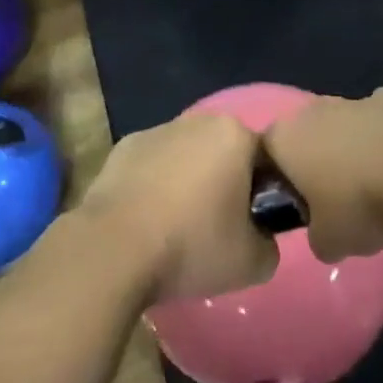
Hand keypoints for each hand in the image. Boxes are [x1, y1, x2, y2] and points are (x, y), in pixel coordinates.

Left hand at [80, 114, 277, 303]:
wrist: (114, 248)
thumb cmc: (192, 245)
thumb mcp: (252, 262)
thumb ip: (269, 243)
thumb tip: (260, 236)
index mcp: (235, 135)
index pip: (265, 160)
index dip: (263, 194)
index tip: (253, 226)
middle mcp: (199, 120)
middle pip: (224, 152)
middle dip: (224, 182)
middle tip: (217, 229)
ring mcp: (158, 130)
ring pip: (186, 156)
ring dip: (188, 182)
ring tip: (177, 228)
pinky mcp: (124, 146)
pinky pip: (152, 165)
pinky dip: (154, 185)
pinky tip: (147, 220)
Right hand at [262, 89, 382, 261]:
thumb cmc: (359, 202)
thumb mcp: (329, 242)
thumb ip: (317, 237)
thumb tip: (325, 233)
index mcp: (286, 138)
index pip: (267, 153)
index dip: (280, 180)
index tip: (298, 206)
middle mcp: (313, 110)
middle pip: (308, 135)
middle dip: (319, 161)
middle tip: (337, 199)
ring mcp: (354, 99)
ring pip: (346, 125)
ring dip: (355, 148)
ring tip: (378, 186)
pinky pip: (381, 122)